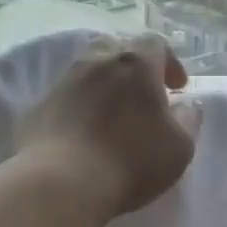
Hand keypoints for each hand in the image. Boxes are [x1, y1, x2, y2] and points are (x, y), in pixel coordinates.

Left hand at [17, 33, 197, 217]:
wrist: (60, 184)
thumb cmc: (131, 161)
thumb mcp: (180, 147)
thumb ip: (188, 120)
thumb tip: (186, 106)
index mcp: (136, 65)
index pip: (155, 43)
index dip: (170, 62)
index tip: (177, 88)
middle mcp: (97, 62)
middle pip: (117, 48)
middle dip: (134, 67)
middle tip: (143, 95)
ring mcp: (63, 82)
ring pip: (88, 69)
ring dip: (104, 85)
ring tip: (112, 114)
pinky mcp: (38, 107)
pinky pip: (66, 97)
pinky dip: (80, 106)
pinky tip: (85, 134)